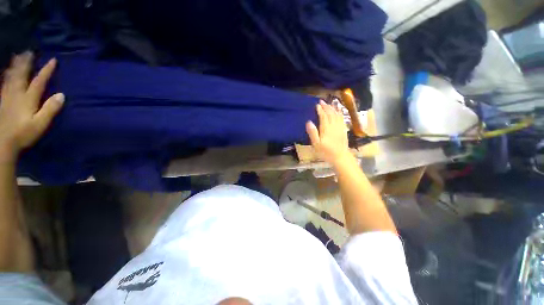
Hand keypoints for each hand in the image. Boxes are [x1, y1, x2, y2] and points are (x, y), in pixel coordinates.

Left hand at [0, 52, 63, 161]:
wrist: (2, 143)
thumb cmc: (23, 134)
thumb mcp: (40, 124)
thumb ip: (50, 109)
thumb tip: (62, 95)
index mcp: (28, 99)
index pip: (39, 81)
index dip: (46, 70)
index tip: (53, 60)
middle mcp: (17, 93)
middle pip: (22, 74)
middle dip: (26, 62)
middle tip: (29, 51)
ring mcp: (7, 96)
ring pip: (11, 76)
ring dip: (15, 65)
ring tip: (17, 56)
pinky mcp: (1, 101)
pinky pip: (4, 83)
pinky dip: (6, 75)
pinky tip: (6, 72)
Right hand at [306, 100, 350, 164]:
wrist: (340, 157)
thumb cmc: (326, 152)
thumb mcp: (316, 144)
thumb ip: (313, 133)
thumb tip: (309, 122)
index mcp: (326, 129)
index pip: (323, 116)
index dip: (320, 110)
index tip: (317, 105)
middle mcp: (334, 126)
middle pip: (330, 114)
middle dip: (326, 107)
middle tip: (322, 101)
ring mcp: (340, 127)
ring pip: (336, 115)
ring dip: (332, 108)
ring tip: (328, 104)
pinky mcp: (344, 130)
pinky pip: (342, 118)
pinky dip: (339, 113)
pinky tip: (338, 111)